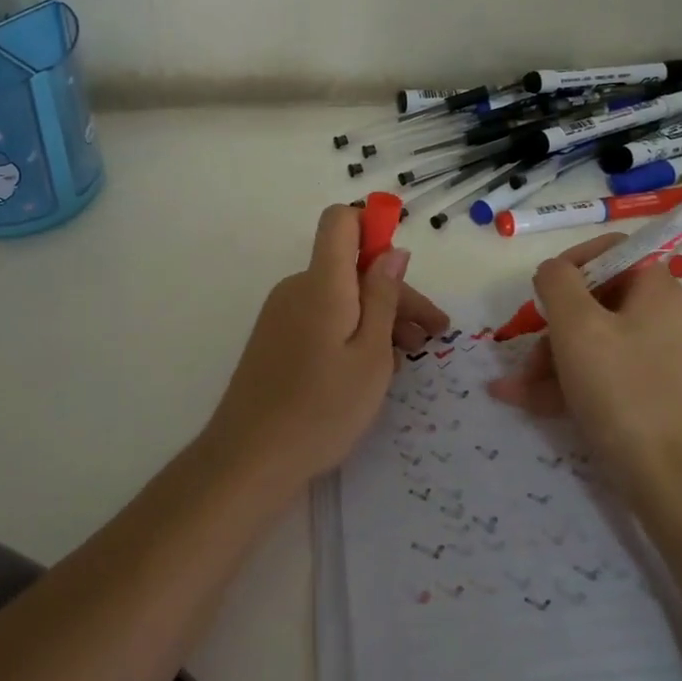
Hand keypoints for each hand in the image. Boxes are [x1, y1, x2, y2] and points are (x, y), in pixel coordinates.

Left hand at [204, 204, 449, 488]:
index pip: (341, 221)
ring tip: (410, 356)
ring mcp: (282, 313)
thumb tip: (393, 252)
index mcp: (322, 283)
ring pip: (340, 296)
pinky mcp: (276, 338)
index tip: (404, 267)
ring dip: (377, 316)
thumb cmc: (322, 409)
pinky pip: (322, 316)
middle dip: (395, 292)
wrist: (249, 459)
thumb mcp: (371, 355)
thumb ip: (383, 297)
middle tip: (433, 334)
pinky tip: (374, 366)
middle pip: (350, 267)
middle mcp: (298, 287)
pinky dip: (352, 330)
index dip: (374, 226)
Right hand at [488, 234, 681, 496]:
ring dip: (549, 359)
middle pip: (596, 300)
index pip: (612, 251)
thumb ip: (557, 282)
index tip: (541, 291)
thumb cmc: (621, 389)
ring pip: (593, 341)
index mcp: (658, 289)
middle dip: (551, 326)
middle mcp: (664, 317)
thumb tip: (552, 271)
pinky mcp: (651, 393)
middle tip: (524, 351)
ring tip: (514, 387)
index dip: (571, 263)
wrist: (668, 479)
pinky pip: (602, 373)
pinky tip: (522, 398)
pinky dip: (566, 382)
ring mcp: (659, 358)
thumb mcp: (577, 325)